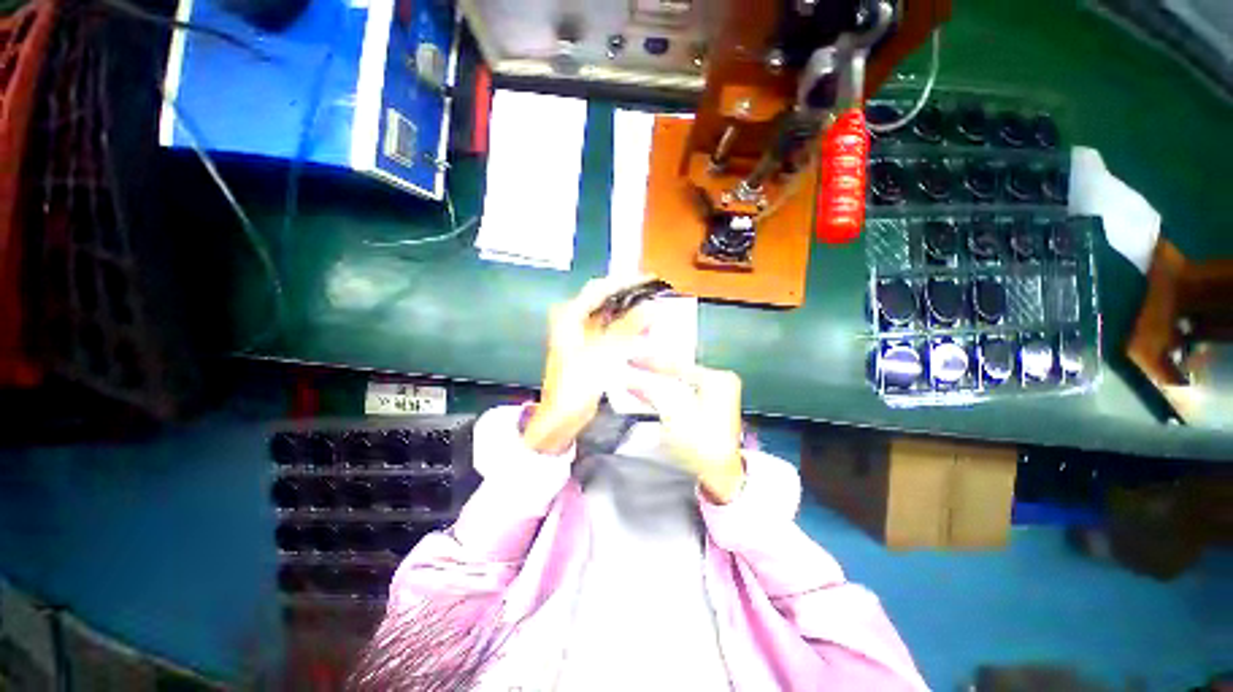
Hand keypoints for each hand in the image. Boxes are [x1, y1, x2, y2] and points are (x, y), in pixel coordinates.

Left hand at [522, 277, 652, 454]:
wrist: (562, 415)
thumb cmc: (577, 382)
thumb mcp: (604, 353)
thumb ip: (628, 328)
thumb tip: (651, 307)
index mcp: (570, 316)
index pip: (599, 288)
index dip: (624, 281)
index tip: (648, 279)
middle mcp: (573, 321)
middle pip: (604, 301)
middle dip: (630, 298)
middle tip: (654, 296)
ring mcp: (580, 336)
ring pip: (609, 317)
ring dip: (630, 315)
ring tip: (653, 314)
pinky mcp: (588, 350)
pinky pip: (610, 333)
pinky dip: (626, 331)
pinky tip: (642, 334)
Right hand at [626, 361, 745, 503]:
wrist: (720, 476)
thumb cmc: (701, 443)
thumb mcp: (673, 413)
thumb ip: (652, 393)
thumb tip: (631, 382)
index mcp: (716, 379)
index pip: (678, 364)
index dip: (651, 362)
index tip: (631, 359)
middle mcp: (718, 383)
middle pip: (678, 373)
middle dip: (653, 372)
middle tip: (632, 365)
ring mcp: (715, 398)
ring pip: (677, 386)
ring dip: (655, 385)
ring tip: (634, 378)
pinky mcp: (708, 411)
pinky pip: (681, 398)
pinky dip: (663, 397)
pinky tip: (644, 395)